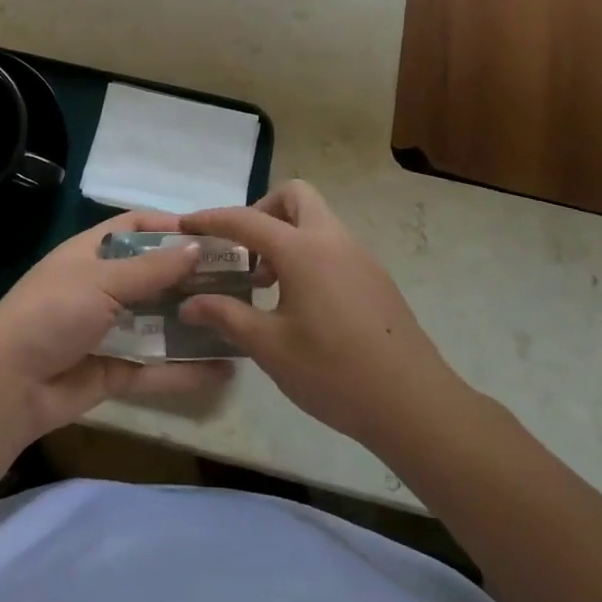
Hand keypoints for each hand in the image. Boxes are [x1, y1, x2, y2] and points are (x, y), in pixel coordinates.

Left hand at [0, 211, 232, 442]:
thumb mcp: (101, 281)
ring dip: (195, 322)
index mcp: (91, 254)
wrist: (9, 384)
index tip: (214, 235)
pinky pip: (157, 368)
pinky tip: (225, 370)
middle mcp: (103, 288)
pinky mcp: (115, 371)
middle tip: (242, 280)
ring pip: (161, 323)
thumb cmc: (52, 313)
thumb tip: (197, 246)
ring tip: (242, 321)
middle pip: (155, 276)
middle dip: (193, 278)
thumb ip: (151, 269)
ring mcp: (110, 331)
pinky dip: (187, 370)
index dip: (170, 228)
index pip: (135, 229)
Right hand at [180, 181, 461, 447]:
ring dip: (284, 236)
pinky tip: (298, 302)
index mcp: (303, 250)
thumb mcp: (270, 347)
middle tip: (242, 250)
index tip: (185, 225)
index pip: (246, 220)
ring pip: (316, 221)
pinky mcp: (374, 278)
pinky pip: (332, 245)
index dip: (211, 219)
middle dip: (261, 211)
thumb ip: (226, 316)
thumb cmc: (334, 372)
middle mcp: (333, 240)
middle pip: (294, 196)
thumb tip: (189, 303)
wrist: (415, 405)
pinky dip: (306, 254)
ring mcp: (359, 256)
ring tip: (264, 284)